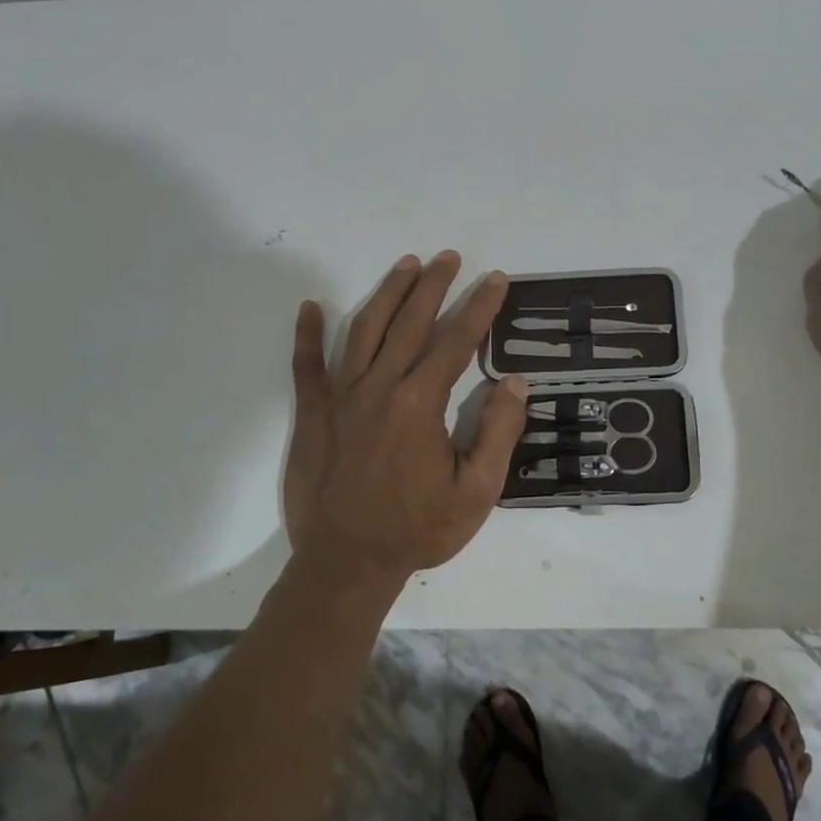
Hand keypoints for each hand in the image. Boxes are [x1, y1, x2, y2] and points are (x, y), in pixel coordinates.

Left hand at [283, 251, 528, 584]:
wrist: (346, 564)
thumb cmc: (418, 530)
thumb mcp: (477, 492)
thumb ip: (498, 433)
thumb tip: (514, 382)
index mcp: (420, 403)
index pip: (456, 341)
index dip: (479, 307)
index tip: (495, 279)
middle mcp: (380, 388)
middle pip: (410, 323)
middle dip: (433, 285)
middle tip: (449, 256)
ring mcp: (341, 398)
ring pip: (364, 331)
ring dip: (387, 294)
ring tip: (405, 265)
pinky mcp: (313, 414)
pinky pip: (307, 366)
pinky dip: (306, 335)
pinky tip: (310, 306)